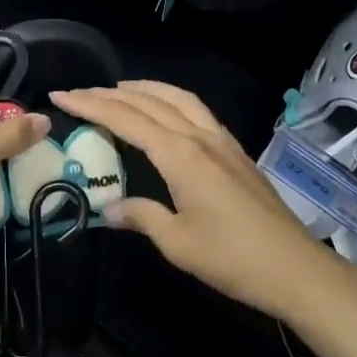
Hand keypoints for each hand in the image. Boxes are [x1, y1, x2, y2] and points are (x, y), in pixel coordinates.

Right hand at [51, 81, 356, 321]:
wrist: (295, 268)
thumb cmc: (232, 258)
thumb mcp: (177, 243)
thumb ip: (141, 217)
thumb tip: (108, 208)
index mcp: (180, 155)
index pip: (126, 119)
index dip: (91, 105)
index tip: (62, 94)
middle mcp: (199, 137)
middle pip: (149, 102)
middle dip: (110, 93)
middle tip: (79, 90)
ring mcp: (221, 141)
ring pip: (177, 98)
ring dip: (144, 88)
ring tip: (118, 89)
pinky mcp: (235, 151)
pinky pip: (197, 110)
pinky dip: (171, 99)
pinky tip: (165, 110)